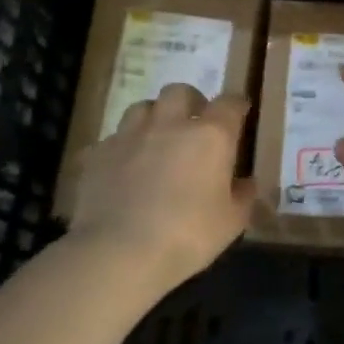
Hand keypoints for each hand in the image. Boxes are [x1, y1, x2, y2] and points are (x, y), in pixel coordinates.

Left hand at [69, 84, 253, 287]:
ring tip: (157, 140)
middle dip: (190, 102)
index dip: (236, 105)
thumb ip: (242, 196)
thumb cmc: (188, 236)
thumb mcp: (231, 222)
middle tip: (195, 123)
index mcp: (210, 136)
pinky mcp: (97, 154)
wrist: (119, 252)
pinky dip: (123, 148)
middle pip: (180, 92)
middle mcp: (169, 124)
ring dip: (154, 117)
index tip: (240, 111)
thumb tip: (246, 183)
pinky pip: (113, 139)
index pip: (229, 103)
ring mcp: (129, 135)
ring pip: (142, 107)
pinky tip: (125, 168)